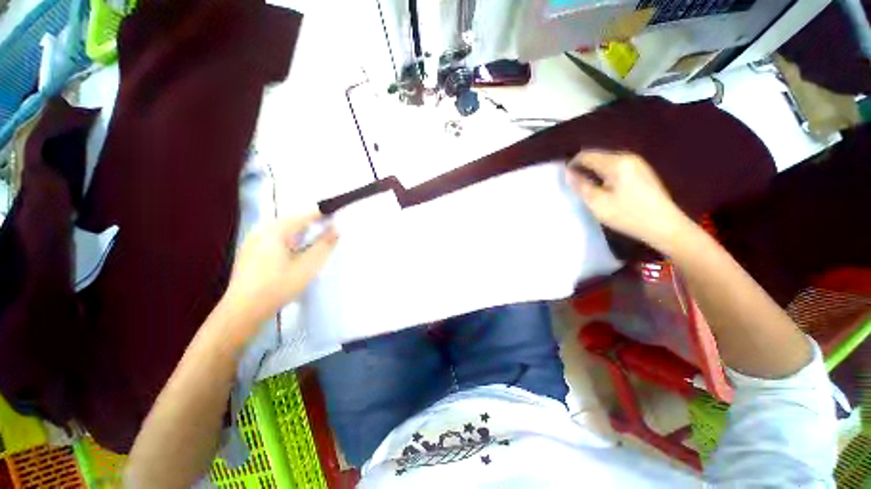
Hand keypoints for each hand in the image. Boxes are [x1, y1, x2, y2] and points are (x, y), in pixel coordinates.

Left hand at [221, 213, 337, 340]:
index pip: (303, 216)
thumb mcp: (308, 266)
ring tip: (312, 241)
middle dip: (310, 223)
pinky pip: (273, 239)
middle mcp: (260, 231)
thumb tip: (336, 229)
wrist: (243, 311)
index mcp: (274, 231)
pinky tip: (292, 254)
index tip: (336, 214)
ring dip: (299, 233)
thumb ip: (324, 245)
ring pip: (281, 231)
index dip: (321, 213)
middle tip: (327, 228)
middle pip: (291, 221)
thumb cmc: (278, 286)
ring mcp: (251, 242)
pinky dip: (288, 241)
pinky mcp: (249, 253)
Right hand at [566, 150, 690, 250]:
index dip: (572, 165)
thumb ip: (581, 186)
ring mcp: (638, 163)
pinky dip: (605, 175)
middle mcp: (628, 157)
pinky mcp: (643, 172)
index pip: (586, 155)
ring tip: (588, 189)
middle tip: (575, 186)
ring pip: (607, 162)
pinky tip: (605, 189)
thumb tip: (568, 173)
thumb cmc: (628, 215)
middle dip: (583, 168)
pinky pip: (617, 167)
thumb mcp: (598, 203)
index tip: (564, 179)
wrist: (665, 226)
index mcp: (616, 163)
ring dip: (594, 172)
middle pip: (597, 156)